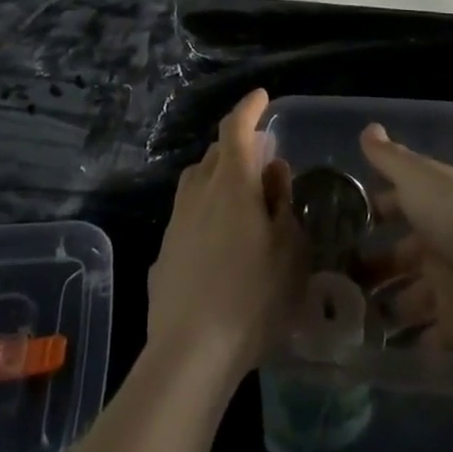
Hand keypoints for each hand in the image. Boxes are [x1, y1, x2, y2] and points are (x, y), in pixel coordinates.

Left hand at [147, 90, 303, 381]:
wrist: (190, 354)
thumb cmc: (252, 297)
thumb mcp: (289, 249)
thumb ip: (281, 202)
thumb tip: (273, 170)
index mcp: (231, 183)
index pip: (236, 128)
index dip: (249, 108)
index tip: (261, 97)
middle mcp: (198, 193)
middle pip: (215, 154)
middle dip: (237, 148)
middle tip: (261, 162)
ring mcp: (176, 223)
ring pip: (197, 183)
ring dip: (219, 179)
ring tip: (241, 201)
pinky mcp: (164, 253)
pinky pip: (188, 216)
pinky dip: (205, 213)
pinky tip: (219, 244)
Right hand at [359, 122, 452, 361]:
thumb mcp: (421, 178)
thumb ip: (391, 159)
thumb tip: (367, 127)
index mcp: (438, 205)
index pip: (400, 205)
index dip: (372, 211)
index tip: (338, 222)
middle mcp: (444, 244)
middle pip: (401, 255)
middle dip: (371, 265)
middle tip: (332, 278)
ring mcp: (452, 288)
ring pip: (409, 297)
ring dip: (383, 305)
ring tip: (342, 315)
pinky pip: (427, 336)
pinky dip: (405, 342)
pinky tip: (371, 345)